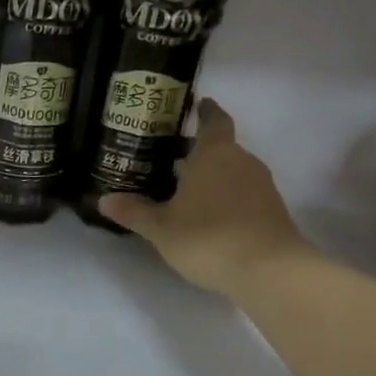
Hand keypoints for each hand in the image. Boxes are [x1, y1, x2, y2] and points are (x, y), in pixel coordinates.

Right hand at [98, 98, 315, 296]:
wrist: (269, 271)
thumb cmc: (208, 238)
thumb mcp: (161, 228)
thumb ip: (134, 211)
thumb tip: (104, 200)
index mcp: (214, 154)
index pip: (214, 120)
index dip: (205, 111)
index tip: (198, 104)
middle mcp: (242, 161)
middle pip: (221, 147)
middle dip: (198, 151)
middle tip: (170, 158)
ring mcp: (262, 186)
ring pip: (232, 171)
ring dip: (212, 177)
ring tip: (184, 191)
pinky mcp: (271, 211)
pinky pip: (243, 193)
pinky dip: (225, 197)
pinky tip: (207, 216)